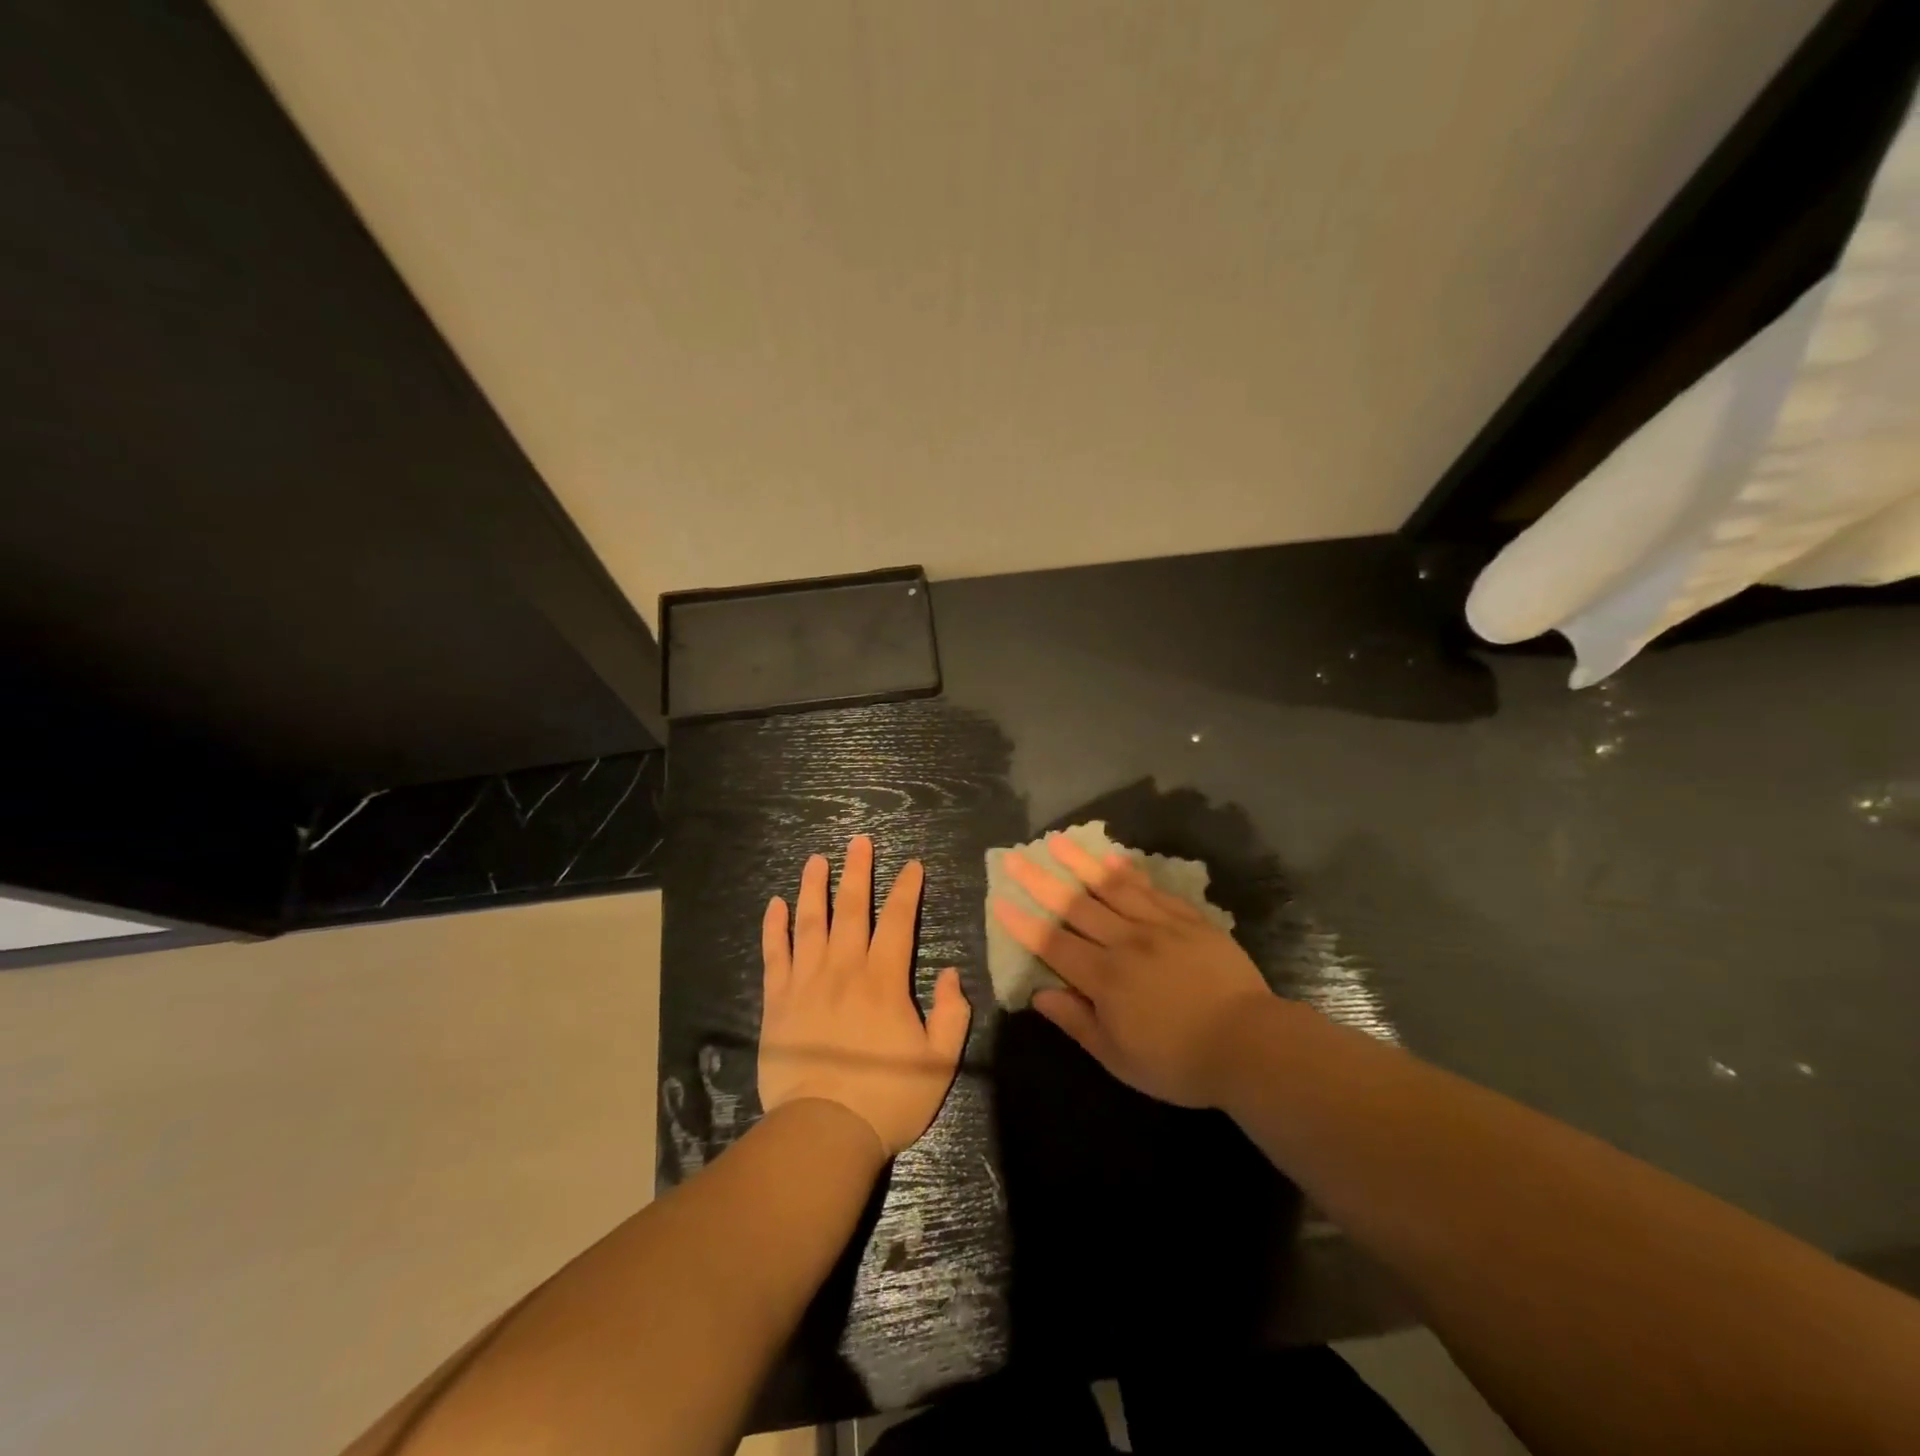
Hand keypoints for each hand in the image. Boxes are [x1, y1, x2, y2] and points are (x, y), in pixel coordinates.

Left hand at [759, 835, 972, 1156]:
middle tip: (859, 841)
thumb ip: (952, 1013)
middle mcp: (845, 969)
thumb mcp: (940, 1060)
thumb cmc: (888, 1097)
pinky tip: (774, 905)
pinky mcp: (777, 1002)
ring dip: (813, 888)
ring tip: (816, 860)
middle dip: (857, 872)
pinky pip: (775, 955)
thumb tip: (952, 974)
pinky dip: (774, 928)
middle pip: (851, 909)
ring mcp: (806, 982)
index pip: (899, 921)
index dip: (907, 890)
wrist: (824, 1130)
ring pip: (809, 923)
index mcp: (884, 980)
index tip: (912, 865)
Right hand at [992, 833, 1271, 1106]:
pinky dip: (1129, 872)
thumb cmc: (1178, 1061)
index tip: (1000, 899)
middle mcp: (1124, 942)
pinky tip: (1113, 859)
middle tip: (1016, 856)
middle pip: (1075, 906)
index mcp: (1104, 978)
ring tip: (1058, 841)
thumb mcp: (1119, 1057)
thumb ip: (1077, 1021)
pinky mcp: (1188, 920)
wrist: (1249, 1043)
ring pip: (1111, 887)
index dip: (1023, 922)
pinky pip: (1152, 890)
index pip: (1053, 943)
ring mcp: (1158, 926)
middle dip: (1041, 880)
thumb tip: (1039, 995)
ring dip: (1081, 863)